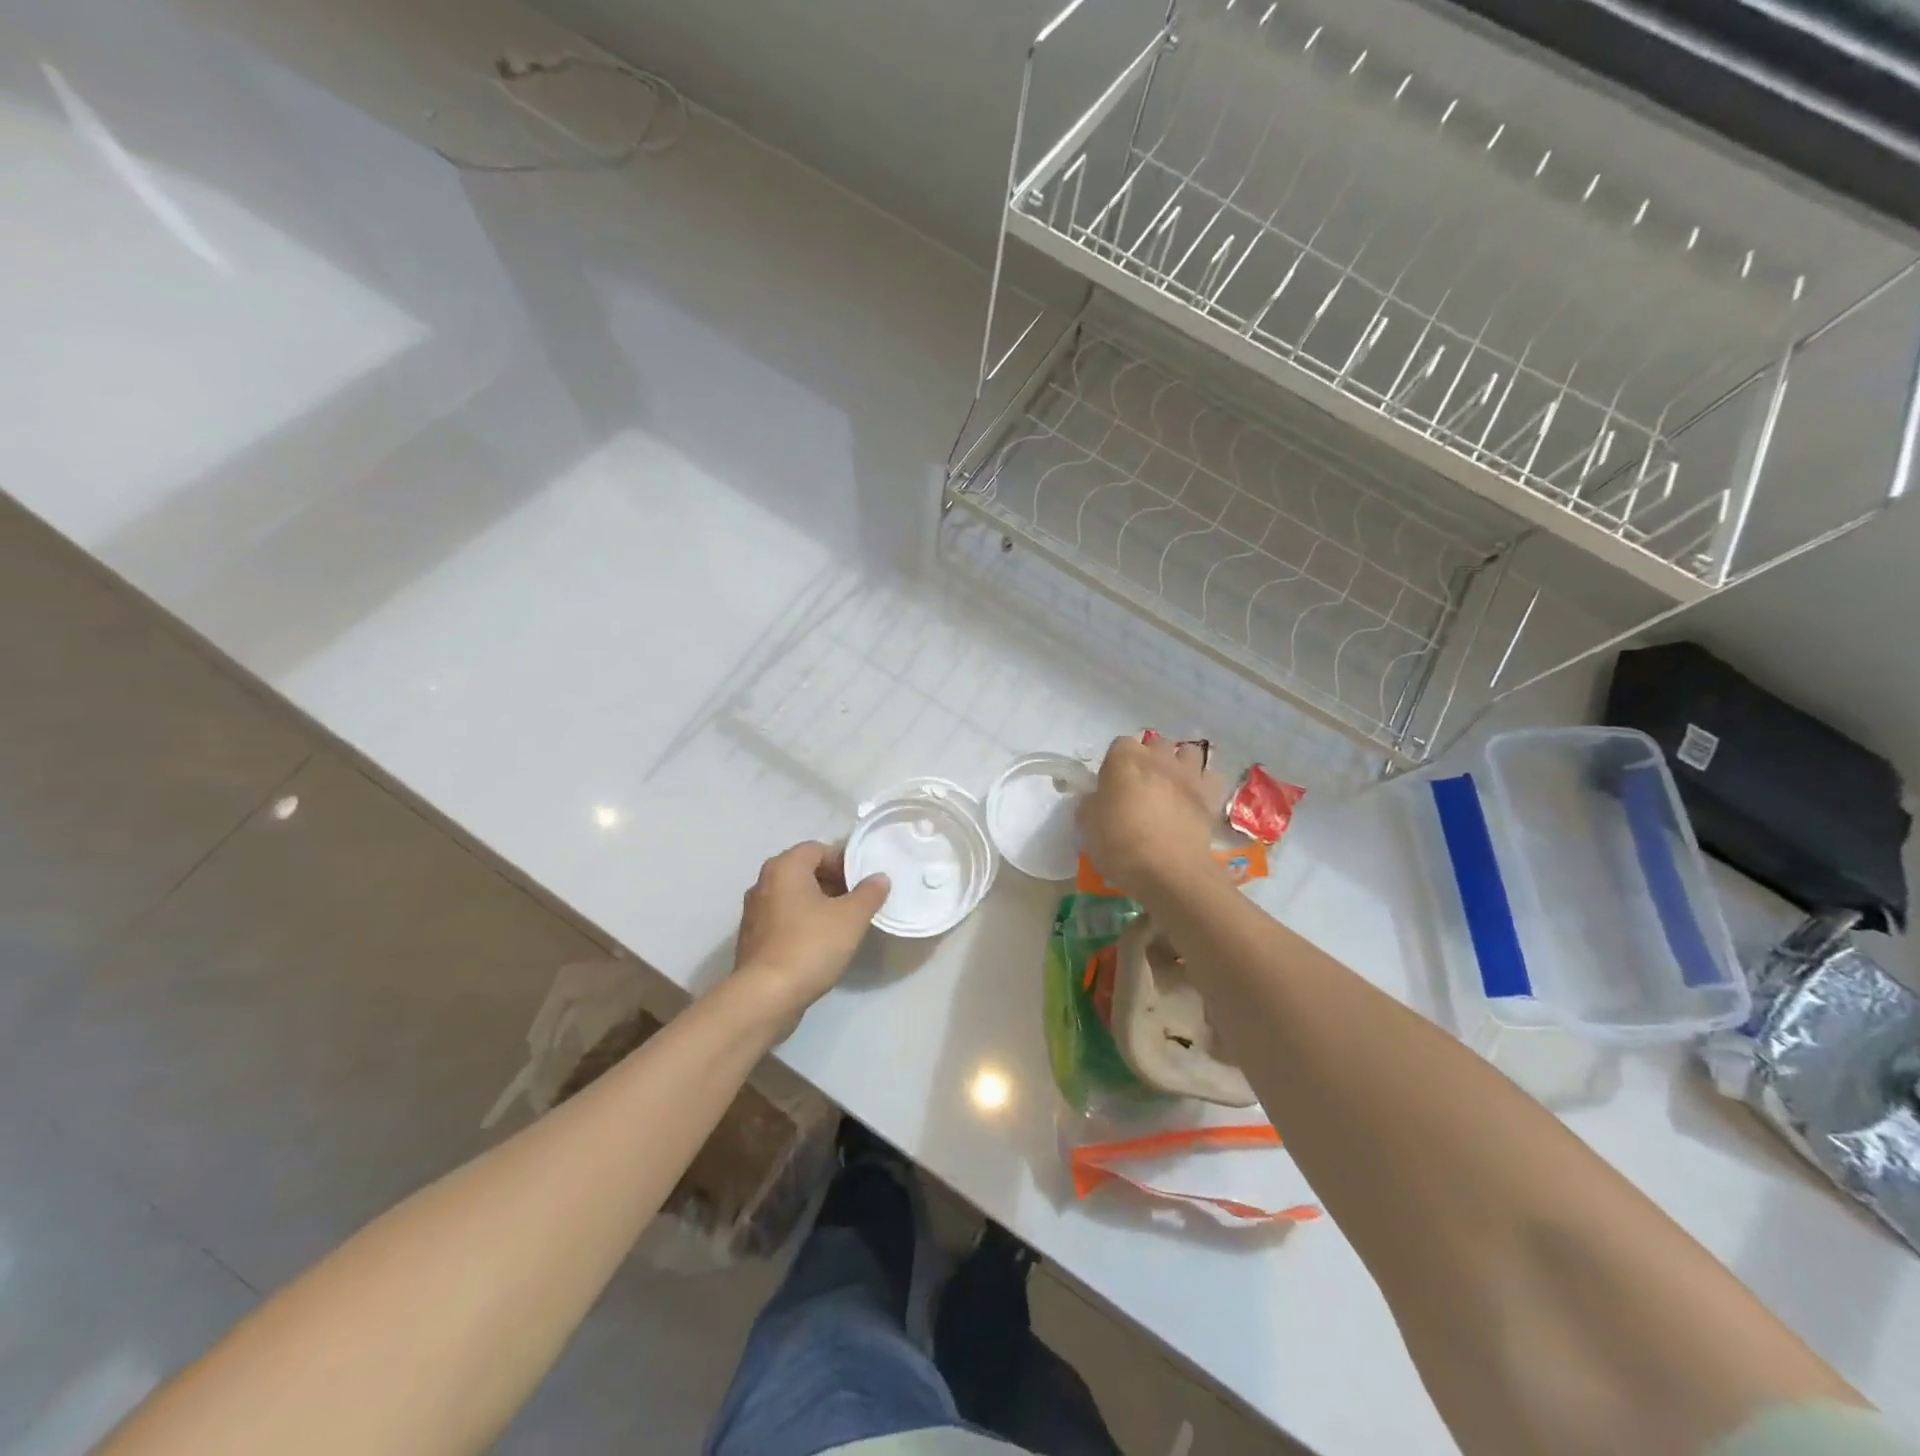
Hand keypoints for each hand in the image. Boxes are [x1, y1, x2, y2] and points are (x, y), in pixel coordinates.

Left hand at [732, 841, 889, 1020]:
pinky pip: (783, 919)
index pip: (817, 849)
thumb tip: (879, 878)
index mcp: (784, 867)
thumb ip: (869, 893)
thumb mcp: (851, 917)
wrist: (766, 995)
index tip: (863, 881)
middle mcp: (763, 883)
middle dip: (832, 882)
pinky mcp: (752, 939)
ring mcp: (754, 912)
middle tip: (857, 901)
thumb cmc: (811, 945)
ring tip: (843, 923)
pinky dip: (802, 923)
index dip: (843, 861)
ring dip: (818, 904)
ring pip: (793, 897)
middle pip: (803, 871)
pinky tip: (820, 944)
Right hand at [1077, 734, 1221, 895]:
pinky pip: (1210, 777)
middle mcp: (1159, 758)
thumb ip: (1091, 802)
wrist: (1168, 871)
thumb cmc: (1119, 844)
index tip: (1111, 784)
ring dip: (1179, 763)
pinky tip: (1194, 798)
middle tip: (1140, 784)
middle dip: (1149, 757)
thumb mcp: (1086, 824)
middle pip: (1155, 743)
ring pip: (1188, 752)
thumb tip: (1097, 798)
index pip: (1119, 744)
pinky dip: (1203, 783)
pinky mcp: (1210, 797)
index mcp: (1124, 759)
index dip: (1115, 763)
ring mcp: (1188, 775)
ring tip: (1171, 784)